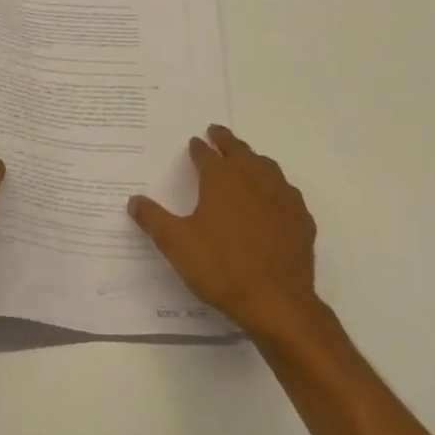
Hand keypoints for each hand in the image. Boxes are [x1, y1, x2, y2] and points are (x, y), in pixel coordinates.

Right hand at [128, 125, 321, 336]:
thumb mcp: (175, 243)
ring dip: (253, 159)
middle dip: (226, 141)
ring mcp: (283, 198)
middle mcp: (254, 179)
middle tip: (217, 132)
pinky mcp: (301, 219)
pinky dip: (276, 187)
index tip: (194, 142)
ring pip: (267, 167)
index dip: (199, 148)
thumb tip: (134, 200)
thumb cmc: (220, 267)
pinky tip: (274, 198)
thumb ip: (153, 218)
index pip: (207, 155)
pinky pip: (287, 193)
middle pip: (240, 151)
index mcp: (222, 179)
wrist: (276, 301)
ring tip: (246, 159)